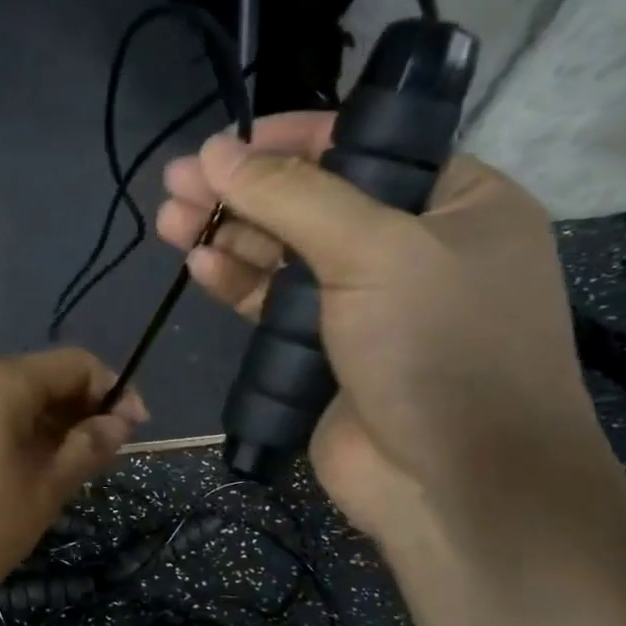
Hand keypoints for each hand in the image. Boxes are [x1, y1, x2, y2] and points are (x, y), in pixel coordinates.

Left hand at [0, 350, 146, 625]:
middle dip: (70, 416)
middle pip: (30, 381)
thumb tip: (118, 422)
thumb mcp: (38, 496)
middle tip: (88, 467)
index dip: (112, 392)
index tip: (131, 433)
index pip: (73, 363)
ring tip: (40, 482)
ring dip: (30, 431)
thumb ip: (84, 452)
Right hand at [157, 112, 611, 540]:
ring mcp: (364, 304)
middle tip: (178, 183)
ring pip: (284, 254)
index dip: (292, 138)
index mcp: (455, 203)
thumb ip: (293, 196)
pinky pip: (272, 304)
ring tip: (169, 220)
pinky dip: (237, 283)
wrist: (455, 486)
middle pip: (312, 201)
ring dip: (229, 235)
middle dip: (244, 190)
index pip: (364, 147)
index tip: (227, 141)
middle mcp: (411, 246)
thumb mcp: (375, 251)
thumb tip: (217, 151)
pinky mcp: (323, 352)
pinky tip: (200, 267)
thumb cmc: (439, 349)